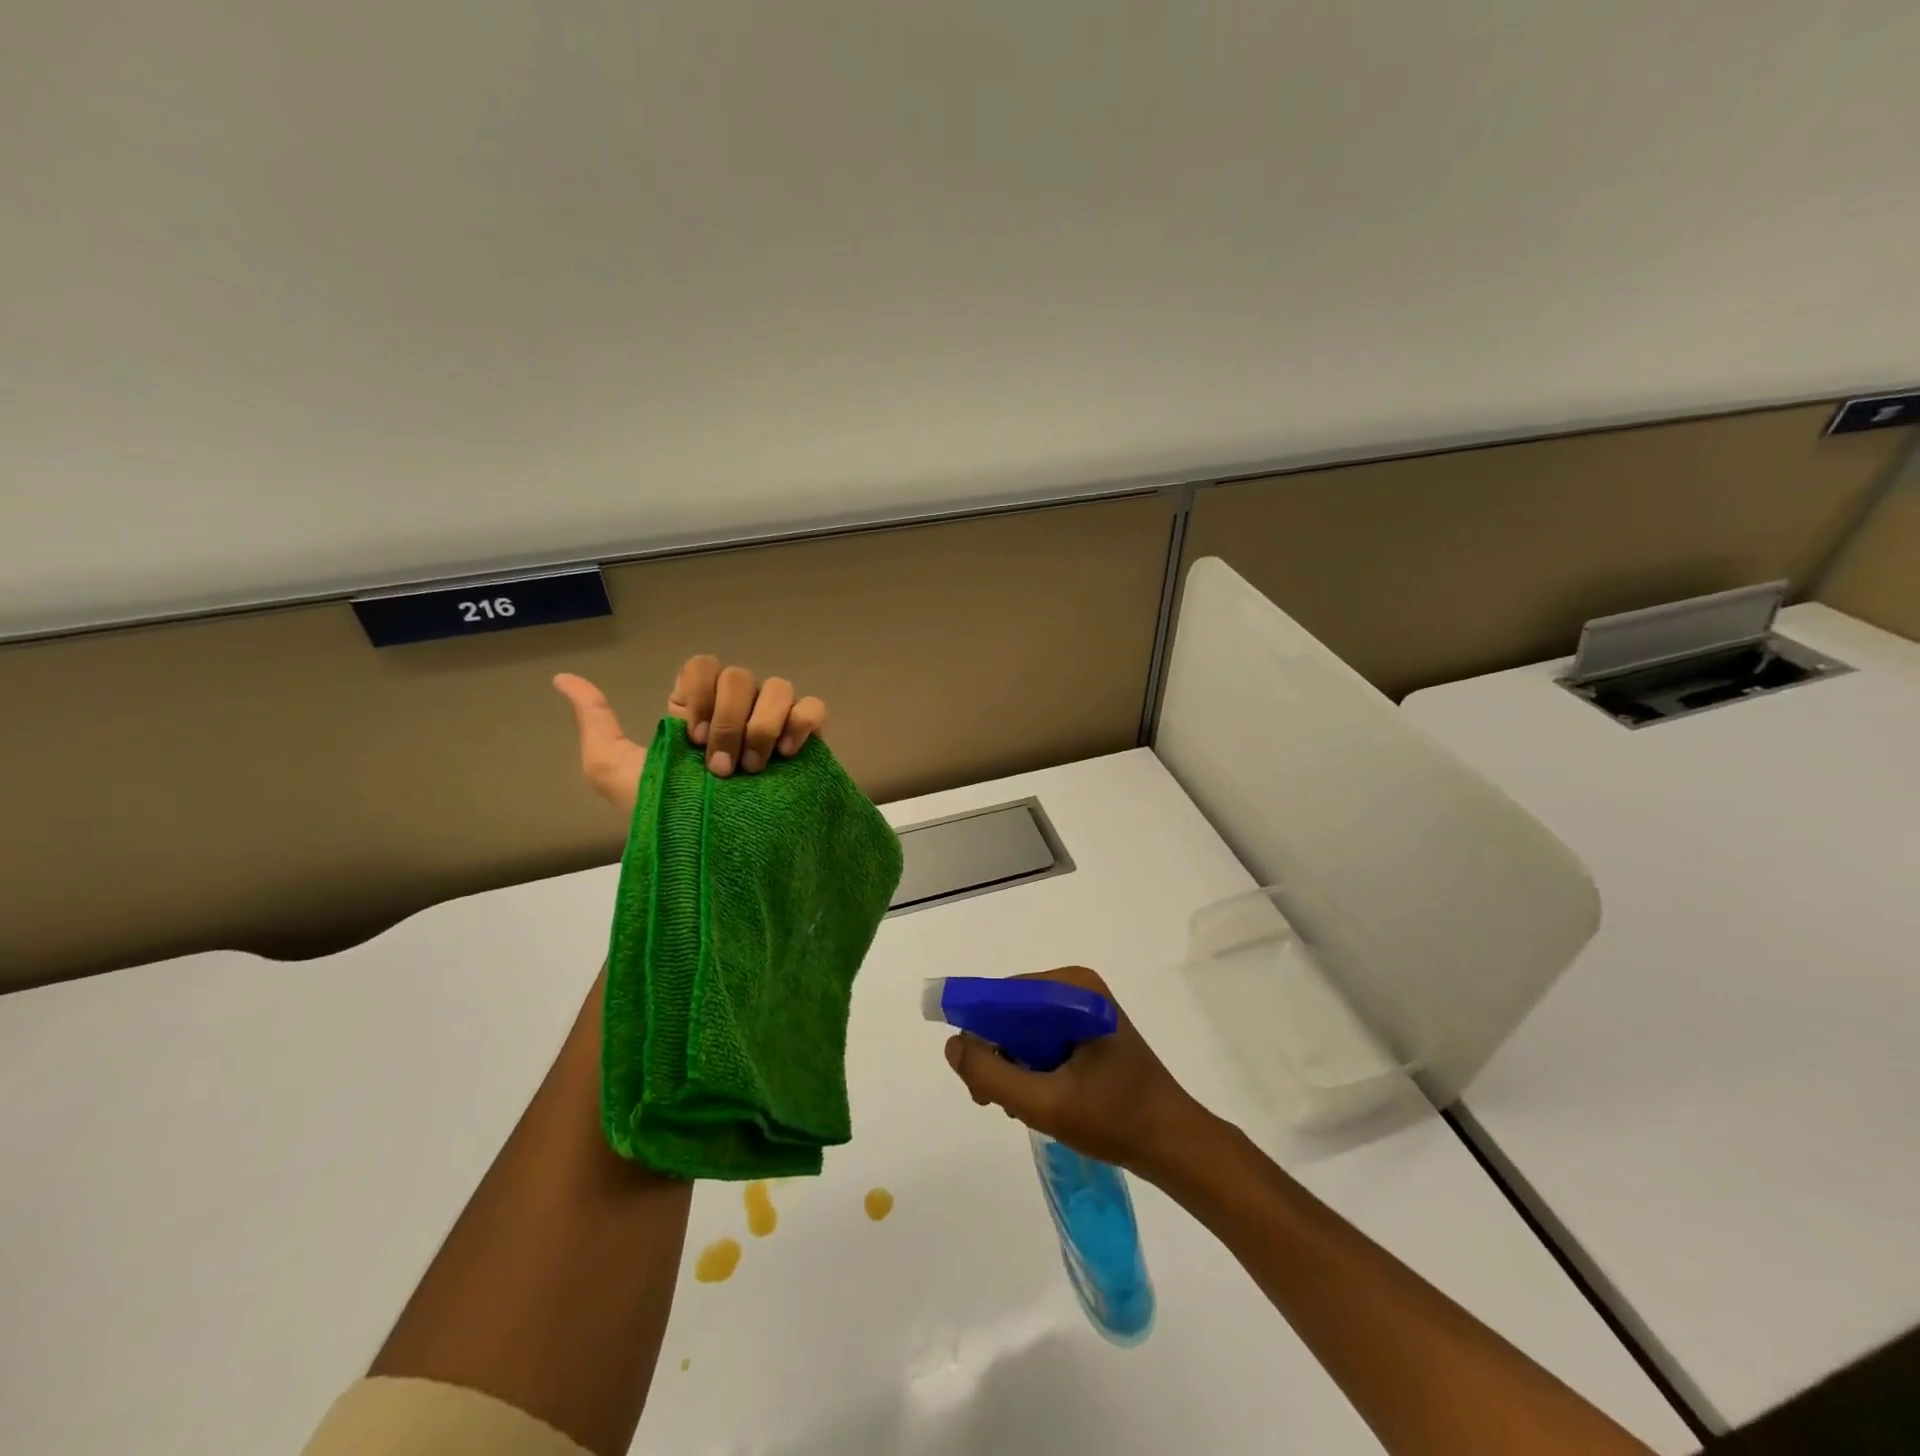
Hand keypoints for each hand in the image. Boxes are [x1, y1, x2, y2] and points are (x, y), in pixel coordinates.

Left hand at [553, 656, 828, 817]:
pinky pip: (814, 708)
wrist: (709, 858)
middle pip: (741, 676)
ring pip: (779, 688)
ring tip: (756, 769)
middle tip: (721, 769)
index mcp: (699, 711)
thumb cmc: (664, 817)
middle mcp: (738, 710)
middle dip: (730, 722)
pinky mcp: (807, 742)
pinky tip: (788, 754)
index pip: (703, 666)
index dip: (701, 693)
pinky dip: (803, 722)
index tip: (693, 739)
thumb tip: (563, 679)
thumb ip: (595, 723)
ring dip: (763, 727)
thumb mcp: (614, 771)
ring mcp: (775, 724)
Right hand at [943, 966, 1211, 1182]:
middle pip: (1012, 1012)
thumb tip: (952, 1045)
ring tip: (1019, 1108)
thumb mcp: (1046, 1103)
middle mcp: (1076, 988)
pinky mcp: (1089, 1031)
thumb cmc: (1115, 1119)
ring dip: (1012, 1067)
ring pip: (1023, 1029)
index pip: (1004, 996)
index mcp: (1072, 988)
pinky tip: (1038, 1100)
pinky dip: (1031, 1069)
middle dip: (997, 1055)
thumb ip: (992, 1075)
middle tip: (994, 1102)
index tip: (975, 1077)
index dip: (980, 1032)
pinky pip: (1042, 1040)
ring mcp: (1084, 1009)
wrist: (1175, 1144)